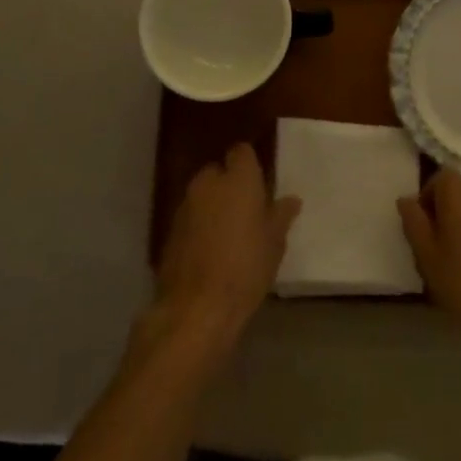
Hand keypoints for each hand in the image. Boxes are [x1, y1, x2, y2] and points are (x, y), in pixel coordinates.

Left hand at [144, 144, 299, 372]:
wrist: (197, 308)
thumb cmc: (245, 268)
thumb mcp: (274, 244)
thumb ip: (281, 216)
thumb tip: (291, 200)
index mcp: (238, 179)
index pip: (241, 152)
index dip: (249, 165)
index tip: (259, 184)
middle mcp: (208, 183)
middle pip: (218, 172)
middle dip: (229, 185)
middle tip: (246, 211)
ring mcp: (185, 205)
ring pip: (202, 194)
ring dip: (212, 206)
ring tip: (227, 233)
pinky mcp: (169, 230)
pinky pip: (189, 217)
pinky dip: (198, 225)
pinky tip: (208, 250)